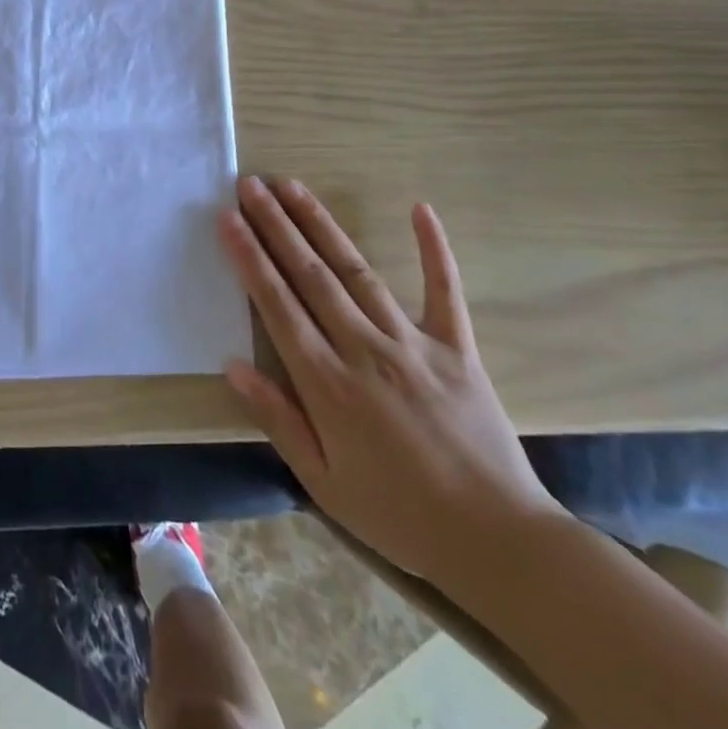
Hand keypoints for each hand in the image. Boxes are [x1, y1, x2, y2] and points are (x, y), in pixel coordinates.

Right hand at [219, 177, 560, 585]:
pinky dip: (433, 249)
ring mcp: (413, 343)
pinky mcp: (456, 347)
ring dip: (320, 224)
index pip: (276, 304)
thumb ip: (277, 419)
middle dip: (275, 225)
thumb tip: (232, 365)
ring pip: (355, 271)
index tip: (227, 218)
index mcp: (327, 384)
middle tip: (250, 185)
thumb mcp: (323, 482)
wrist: (500, 544)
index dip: (248, 257)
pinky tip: (420, 208)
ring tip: (292, 186)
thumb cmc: (399, 515)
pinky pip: (444, 290)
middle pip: (309, 275)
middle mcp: (364, 350)